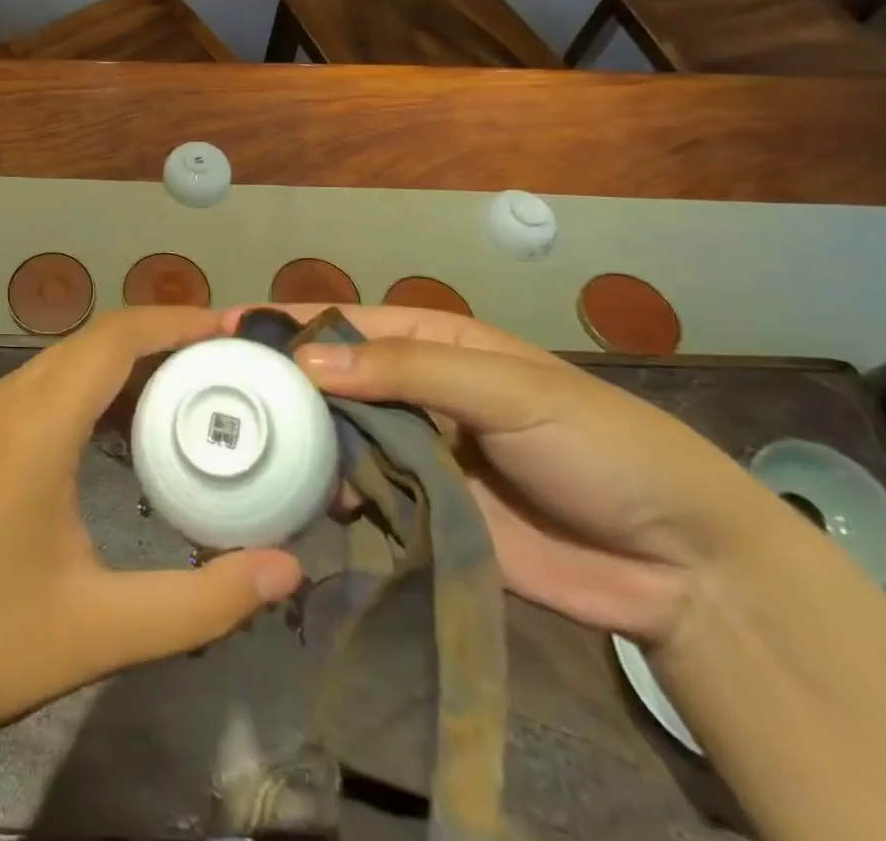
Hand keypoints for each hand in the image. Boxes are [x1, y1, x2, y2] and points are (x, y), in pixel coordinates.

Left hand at [0, 307, 303, 758]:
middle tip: (226, 361)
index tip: (230, 327)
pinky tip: (123, 427)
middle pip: (92, 340)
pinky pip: (42, 385)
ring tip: (189, 388)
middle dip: (161, 338)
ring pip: (65, 359)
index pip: (112, 339)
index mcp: (33, 428)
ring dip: (125, 361)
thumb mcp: (103, 632)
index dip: (175, 322)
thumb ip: (203, 602)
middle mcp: (3, 401)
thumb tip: (289, 570)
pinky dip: (91, 386)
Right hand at [227, 305, 785, 643]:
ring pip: (334, 435)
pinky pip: (357, 492)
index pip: (342, 321)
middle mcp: (411, 392)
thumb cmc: (595, 444)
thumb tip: (306, 361)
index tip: (220, 329)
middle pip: (328, 379)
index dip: (283, 322)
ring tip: (227, 442)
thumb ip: (405, 369)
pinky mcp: (419, 512)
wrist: (679, 564)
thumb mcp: (505, 386)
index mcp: (430, 342)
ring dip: (290, 436)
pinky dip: (320, 490)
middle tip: (206, 391)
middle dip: (274, 380)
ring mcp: (413, 453)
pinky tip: (279, 495)